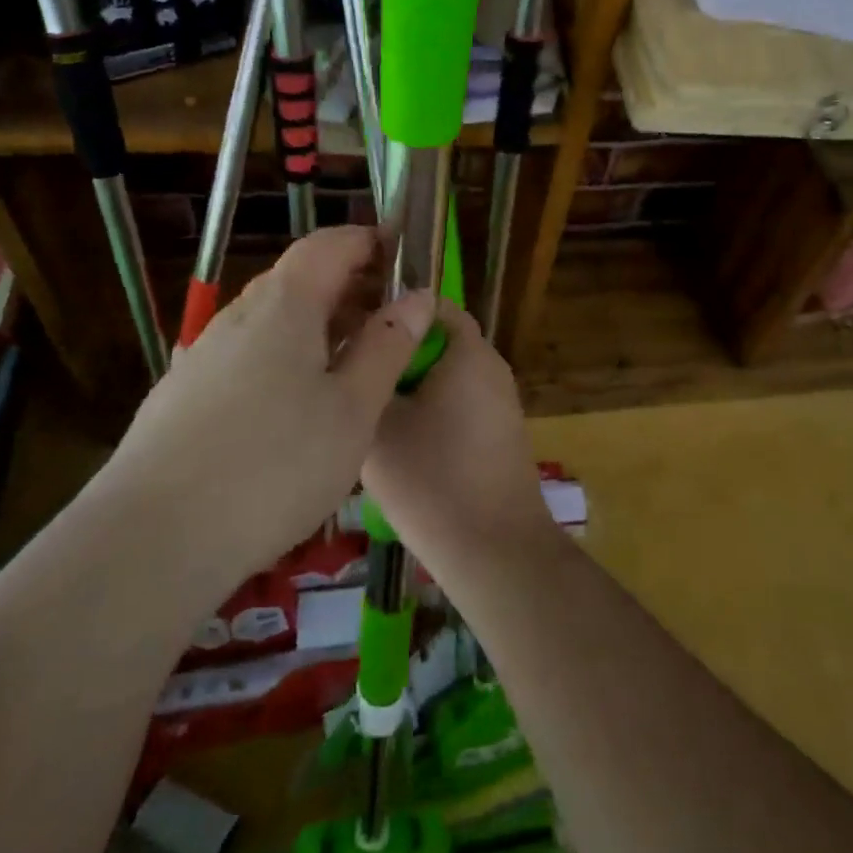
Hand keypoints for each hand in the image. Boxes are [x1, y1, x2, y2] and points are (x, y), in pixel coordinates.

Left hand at [101, 227, 436, 576]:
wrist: (152, 539)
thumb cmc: (275, 465)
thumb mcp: (353, 408)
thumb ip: (388, 346)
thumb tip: (418, 297)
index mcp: (285, 304)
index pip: (331, 244)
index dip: (370, 243)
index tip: (405, 260)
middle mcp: (239, 315)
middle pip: (300, 278)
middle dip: (350, 286)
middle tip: (391, 321)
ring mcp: (204, 353)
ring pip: (272, 318)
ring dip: (318, 324)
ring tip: (352, 365)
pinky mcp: (183, 393)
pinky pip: (247, 353)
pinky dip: (285, 355)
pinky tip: (294, 406)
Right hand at [362, 304, 557, 578]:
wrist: (495, 550)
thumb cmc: (432, 479)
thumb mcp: (378, 424)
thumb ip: (366, 375)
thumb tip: (357, 350)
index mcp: (468, 350)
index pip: (429, 302)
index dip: (389, 308)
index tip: (352, 329)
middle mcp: (491, 366)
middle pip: (436, 340)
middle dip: (395, 352)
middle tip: (354, 374)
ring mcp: (500, 400)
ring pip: (445, 375)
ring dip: (410, 386)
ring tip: (369, 411)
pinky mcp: (500, 432)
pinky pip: (459, 403)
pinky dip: (430, 411)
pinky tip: (400, 444)